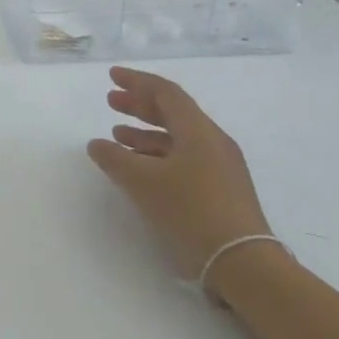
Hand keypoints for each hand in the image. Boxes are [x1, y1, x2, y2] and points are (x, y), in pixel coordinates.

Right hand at [87, 66, 271, 277]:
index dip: (137, 81)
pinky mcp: (221, 188)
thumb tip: (96, 144)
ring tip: (118, 136)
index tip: (112, 76)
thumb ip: (115, 159)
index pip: (166, 92)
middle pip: (173, 112)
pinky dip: (158, 155)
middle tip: (112, 101)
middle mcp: (213, 141)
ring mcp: (220, 166)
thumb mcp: (142, 182)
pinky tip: (141, 168)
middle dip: (140, 105)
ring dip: (146, 132)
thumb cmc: (190, 210)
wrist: (241, 261)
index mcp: (198, 130)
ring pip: (178, 137)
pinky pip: (184, 158)